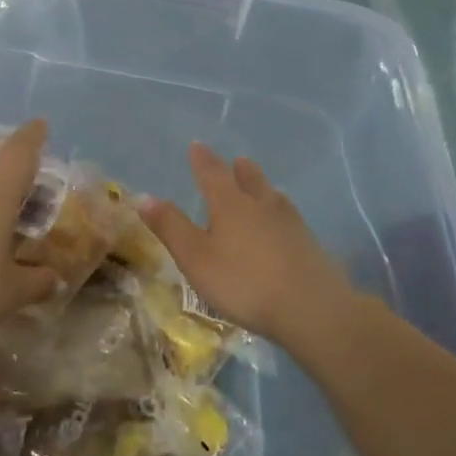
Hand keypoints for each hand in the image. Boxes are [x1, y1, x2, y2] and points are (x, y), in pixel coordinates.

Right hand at [142, 143, 357, 345]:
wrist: (311, 308)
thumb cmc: (244, 282)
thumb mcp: (196, 258)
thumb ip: (171, 227)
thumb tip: (145, 197)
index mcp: (230, 204)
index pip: (212, 173)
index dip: (202, 160)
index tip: (197, 146)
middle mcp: (261, 205)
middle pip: (250, 179)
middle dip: (239, 170)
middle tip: (236, 161)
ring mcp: (290, 224)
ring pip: (273, 196)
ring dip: (263, 188)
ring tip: (260, 188)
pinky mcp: (309, 245)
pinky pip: (289, 218)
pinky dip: (280, 214)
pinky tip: (283, 225)